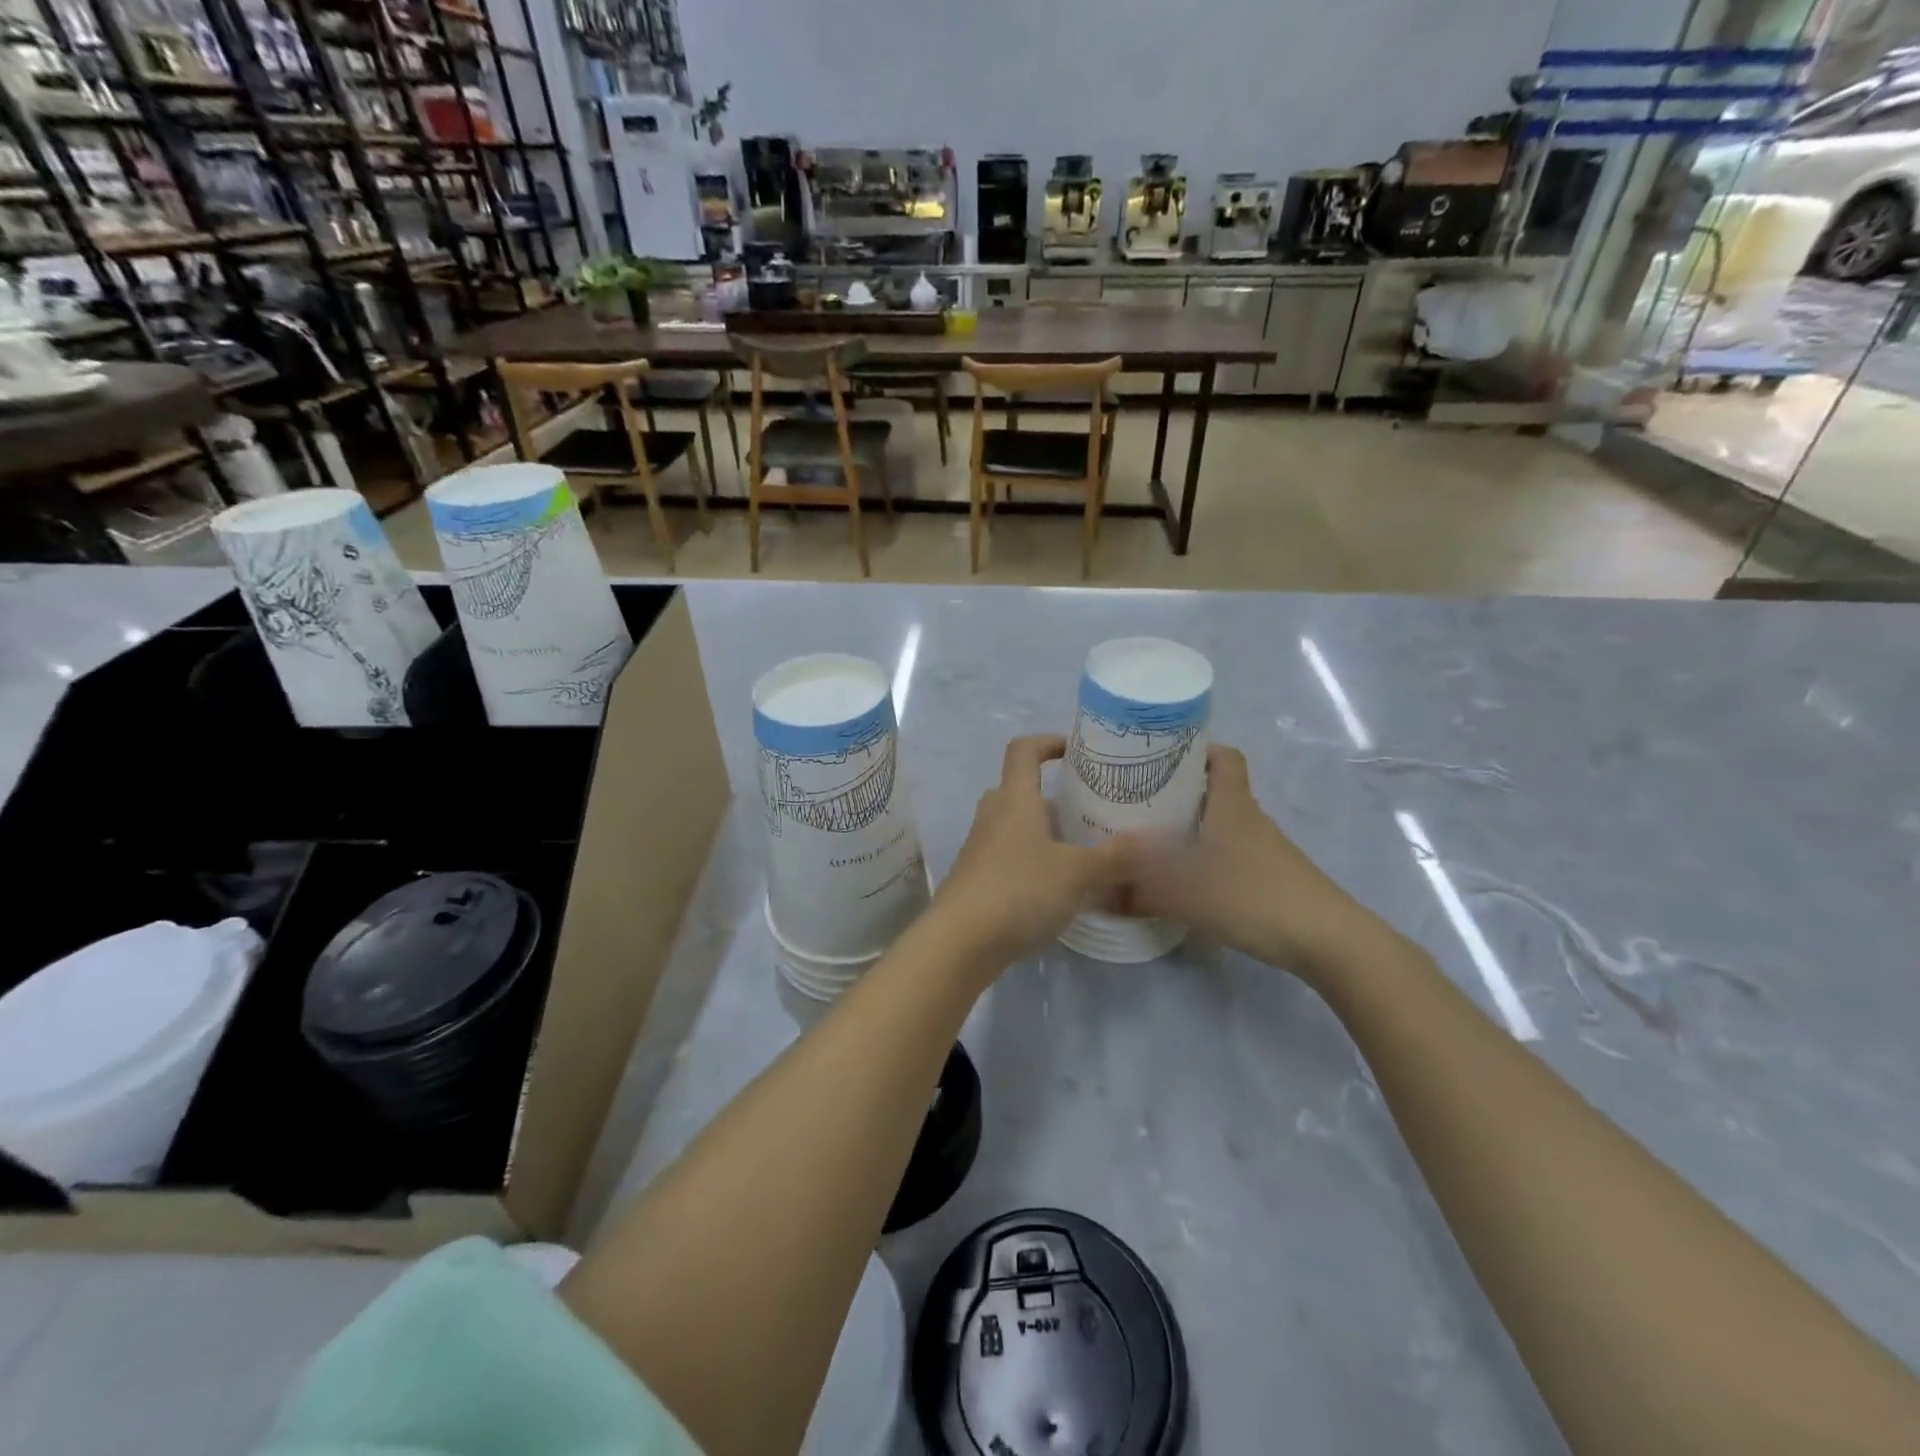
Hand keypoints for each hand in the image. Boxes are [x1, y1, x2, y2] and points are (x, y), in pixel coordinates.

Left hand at [930, 734, 1128, 971]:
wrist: (960, 941)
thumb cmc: (1019, 890)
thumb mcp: (1076, 873)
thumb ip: (1115, 856)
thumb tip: (1153, 840)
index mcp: (1014, 799)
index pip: (1023, 749)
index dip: (1048, 741)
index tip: (1077, 750)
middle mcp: (994, 815)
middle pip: (1022, 789)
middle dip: (1056, 796)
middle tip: (1090, 809)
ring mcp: (982, 847)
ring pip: (1018, 826)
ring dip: (1048, 832)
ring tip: (1084, 849)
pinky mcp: (979, 878)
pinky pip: (1012, 856)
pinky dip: (1036, 861)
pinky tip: (1062, 887)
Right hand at [1116, 744, 1378, 979]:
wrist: (1327, 940)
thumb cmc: (1252, 897)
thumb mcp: (1184, 894)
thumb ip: (1137, 893)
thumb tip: (1097, 892)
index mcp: (1232, 804)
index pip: (1224, 756)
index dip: (1197, 748)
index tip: (1161, 755)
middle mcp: (1250, 818)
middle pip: (1217, 790)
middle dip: (1180, 791)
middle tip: (1140, 800)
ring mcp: (1266, 849)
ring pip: (1224, 824)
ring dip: (1194, 827)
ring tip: (1155, 839)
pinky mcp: (1273, 877)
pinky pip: (1232, 853)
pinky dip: (1209, 856)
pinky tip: (1188, 879)